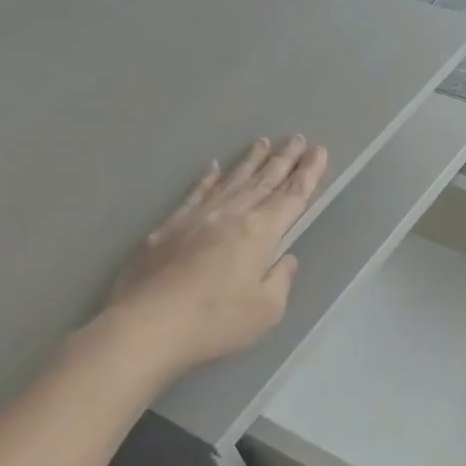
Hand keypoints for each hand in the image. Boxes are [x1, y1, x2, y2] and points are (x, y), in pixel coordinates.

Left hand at [101, 135, 328, 378]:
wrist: (146, 327)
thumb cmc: (215, 322)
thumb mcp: (266, 310)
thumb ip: (280, 280)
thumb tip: (285, 259)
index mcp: (259, 233)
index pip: (291, 197)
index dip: (308, 174)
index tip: (319, 151)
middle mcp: (230, 216)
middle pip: (263, 181)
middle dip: (283, 159)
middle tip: (296, 138)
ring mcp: (196, 218)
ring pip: (230, 182)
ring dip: (249, 162)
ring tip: (262, 143)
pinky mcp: (168, 229)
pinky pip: (194, 195)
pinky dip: (206, 180)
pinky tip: (212, 168)